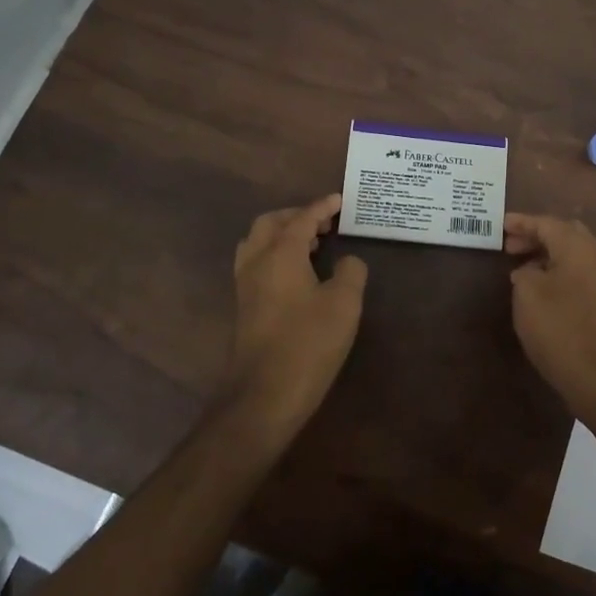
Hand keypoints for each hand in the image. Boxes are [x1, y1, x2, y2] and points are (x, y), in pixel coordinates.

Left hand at [223, 194, 368, 443]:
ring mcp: (245, 284)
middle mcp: (257, 261)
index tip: (340, 200)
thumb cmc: (308, 343)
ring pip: (258, 242)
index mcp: (281, 253)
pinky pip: (257, 262)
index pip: (303, 218)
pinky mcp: (244, 306)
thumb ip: (351, 272)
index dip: (323, 207)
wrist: (263, 395)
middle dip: (297, 216)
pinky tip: (298, 273)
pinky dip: (275, 253)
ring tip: (312, 244)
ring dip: (283, 234)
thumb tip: (348, 260)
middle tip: (325, 223)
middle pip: (271, 223)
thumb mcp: (344, 304)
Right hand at [505, 213, 595, 423]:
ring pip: (574, 253)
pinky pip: (579, 272)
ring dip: (548, 254)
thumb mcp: (527, 294)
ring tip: (521, 268)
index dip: (522, 222)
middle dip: (538, 234)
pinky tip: (541, 289)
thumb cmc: (559, 329)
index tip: (500, 224)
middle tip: (511, 246)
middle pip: (566, 233)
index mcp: (577, 249)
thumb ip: (524, 272)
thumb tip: (530, 271)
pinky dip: (558, 270)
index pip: (547, 223)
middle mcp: (595, 258)